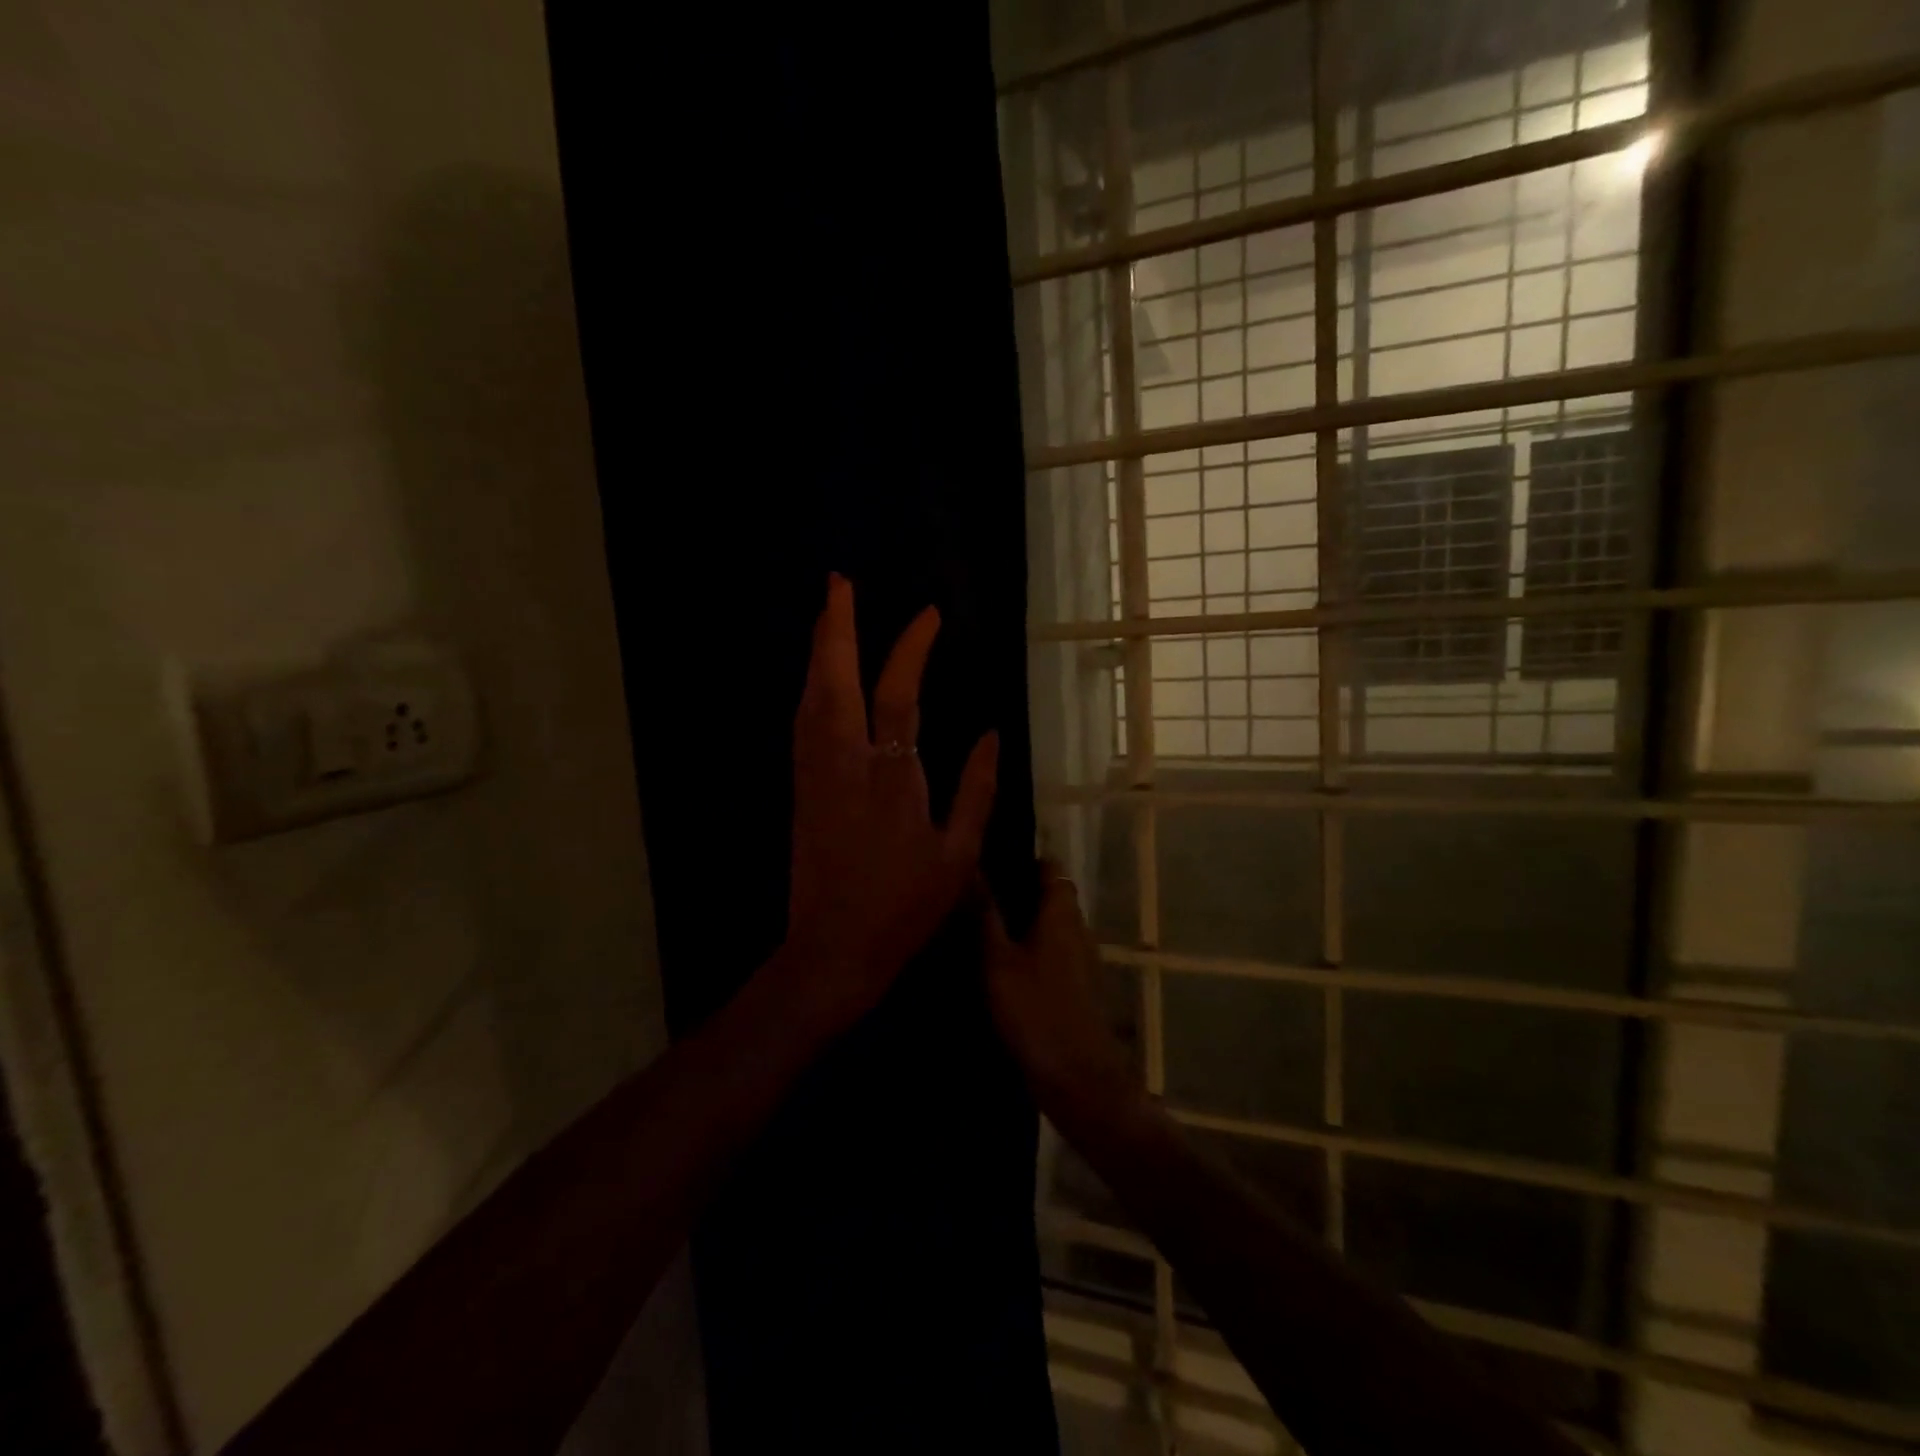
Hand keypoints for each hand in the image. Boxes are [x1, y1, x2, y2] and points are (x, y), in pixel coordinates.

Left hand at [778, 574, 998, 1036]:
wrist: (832, 949)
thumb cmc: (904, 907)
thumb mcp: (958, 855)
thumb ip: (976, 790)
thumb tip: (989, 734)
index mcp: (891, 777)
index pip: (898, 694)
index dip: (911, 648)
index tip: (928, 615)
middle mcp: (844, 763)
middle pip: (834, 680)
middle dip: (835, 627)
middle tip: (837, 582)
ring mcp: (814, 774)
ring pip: (810, 698)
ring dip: (818, 652)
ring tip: (826, 616)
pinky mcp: (800, 789)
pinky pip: (802, 723)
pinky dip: (810, 688)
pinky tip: (817, 679)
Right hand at [982, 862, 1139, 1118]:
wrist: (1077, 1078)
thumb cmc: (1036, 1011)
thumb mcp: (998, 961)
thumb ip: (985, 915)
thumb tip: (972, 868)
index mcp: (1062, 915)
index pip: (1051, 869)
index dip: (1025, 860)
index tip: (992, 860)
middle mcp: (1077, 930)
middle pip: (1050, 899)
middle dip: (1018, 894)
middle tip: (974, 896)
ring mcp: (1081, 962)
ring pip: (1050, 929)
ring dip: (1022, 926)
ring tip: (978, 928)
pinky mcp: (1077, 991)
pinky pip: (1051, 957)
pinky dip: (1030, 954)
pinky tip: (999, 968)